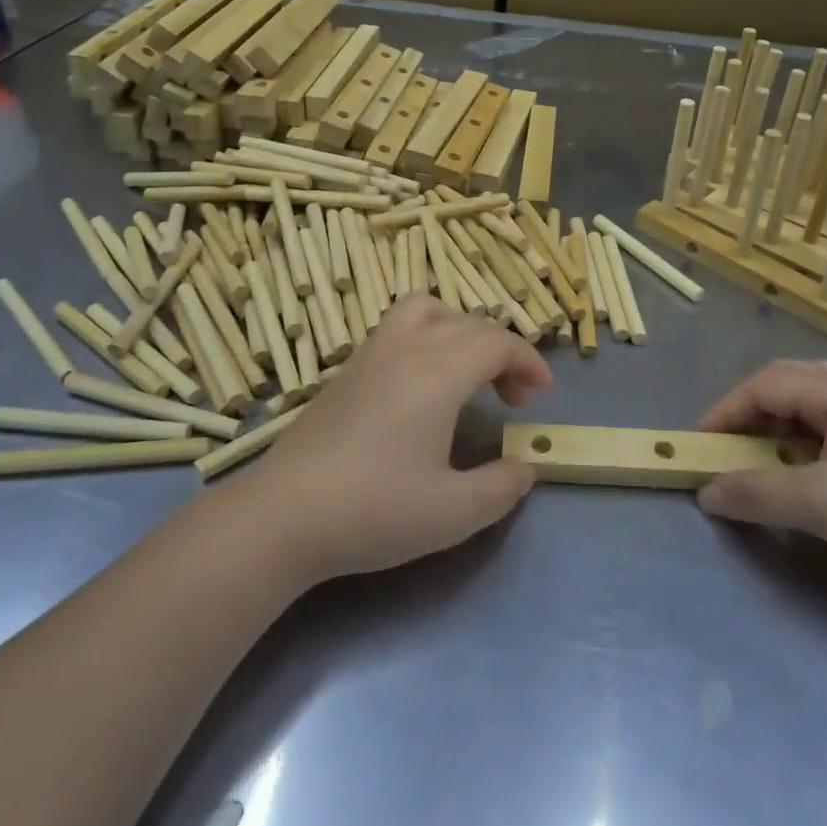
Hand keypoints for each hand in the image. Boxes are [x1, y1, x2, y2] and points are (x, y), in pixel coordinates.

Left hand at [238, 295, 551, 584]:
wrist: (284, 515)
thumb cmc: (373, 511)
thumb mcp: (453, 514)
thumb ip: (501, 487)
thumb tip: (525, 467)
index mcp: (437, 373)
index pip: (496, 341)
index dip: (528, 361)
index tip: (542, 394)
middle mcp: (406, 348)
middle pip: (468, 323)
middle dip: (502, 351)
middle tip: (512, 398)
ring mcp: (371, 353)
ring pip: (427, 310)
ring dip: (460, 329)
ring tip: (467, 369)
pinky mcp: (348, 368)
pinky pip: (398, 325)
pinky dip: (427, 334)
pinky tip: (422, 382)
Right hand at [696, 360, 826, 600]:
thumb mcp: (821, 505)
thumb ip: (757, 494)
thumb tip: (706, 492)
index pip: (765, 384)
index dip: (726, 411)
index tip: (700, 445)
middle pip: (786, 383)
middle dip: (748, 410)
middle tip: (728, 444)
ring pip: (808, 404)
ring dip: (774, 423)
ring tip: (760, 453)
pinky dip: (799, 441)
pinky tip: (801, 469)